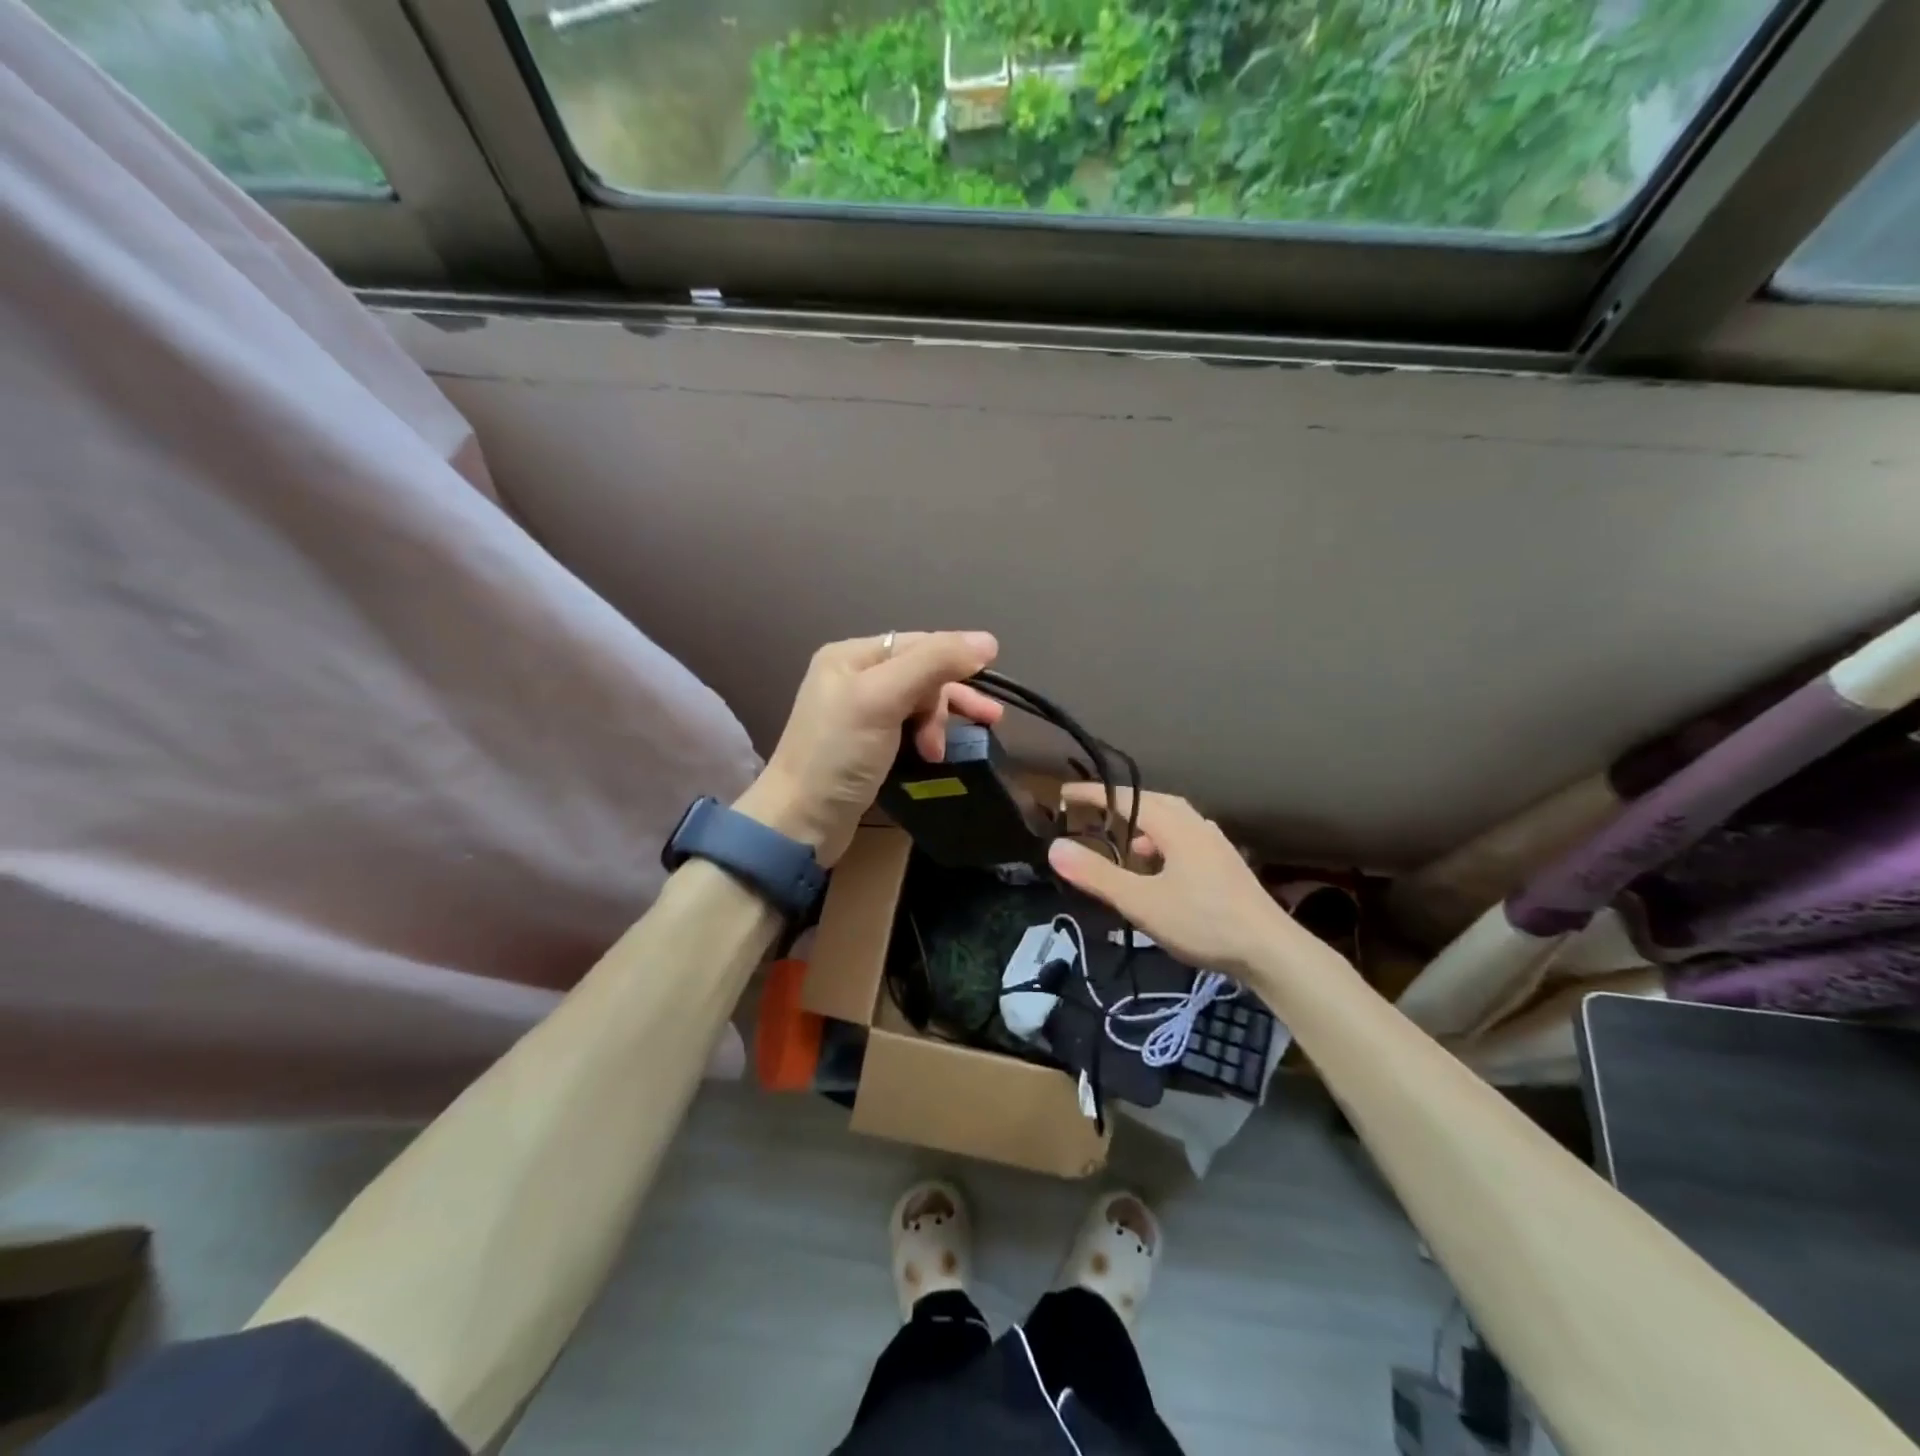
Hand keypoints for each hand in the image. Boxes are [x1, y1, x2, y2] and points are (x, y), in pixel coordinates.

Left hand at [735, 632, 1003, 865]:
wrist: (800, 823)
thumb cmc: (838, 755)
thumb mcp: (882, 699)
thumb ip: (933, 664)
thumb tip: (988, 641)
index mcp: (852, 656)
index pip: (919, 644)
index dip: (955, 662)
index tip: (987, 692)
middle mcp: (855, 678)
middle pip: (922, 674)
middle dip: (947, 700)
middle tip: (981, 723)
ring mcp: (860, 714)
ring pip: (920, 704)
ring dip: (940, 723)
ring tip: (946, 751)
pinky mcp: (868, 746)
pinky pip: (911, 729)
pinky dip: (929, 739)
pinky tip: (938, 756)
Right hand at [1047, 786, 1339, 995]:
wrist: (1271, 951)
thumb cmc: (1203, 922)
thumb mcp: (1141, 902)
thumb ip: (1097, 875)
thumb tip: (1055, 847)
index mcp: (1174, 825)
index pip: (1124, 798)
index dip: (1092, 795)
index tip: (1062, 794)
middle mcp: (1195, 824)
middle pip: (1151, 802)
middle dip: (1119, 805)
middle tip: (1091, 815)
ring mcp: (1214, 843)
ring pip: (1170, 821)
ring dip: (1142, 825)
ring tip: (1123, 847)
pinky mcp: (1224, 863)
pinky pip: (1183, 838)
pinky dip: (1161, 843)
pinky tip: (1158, 870)